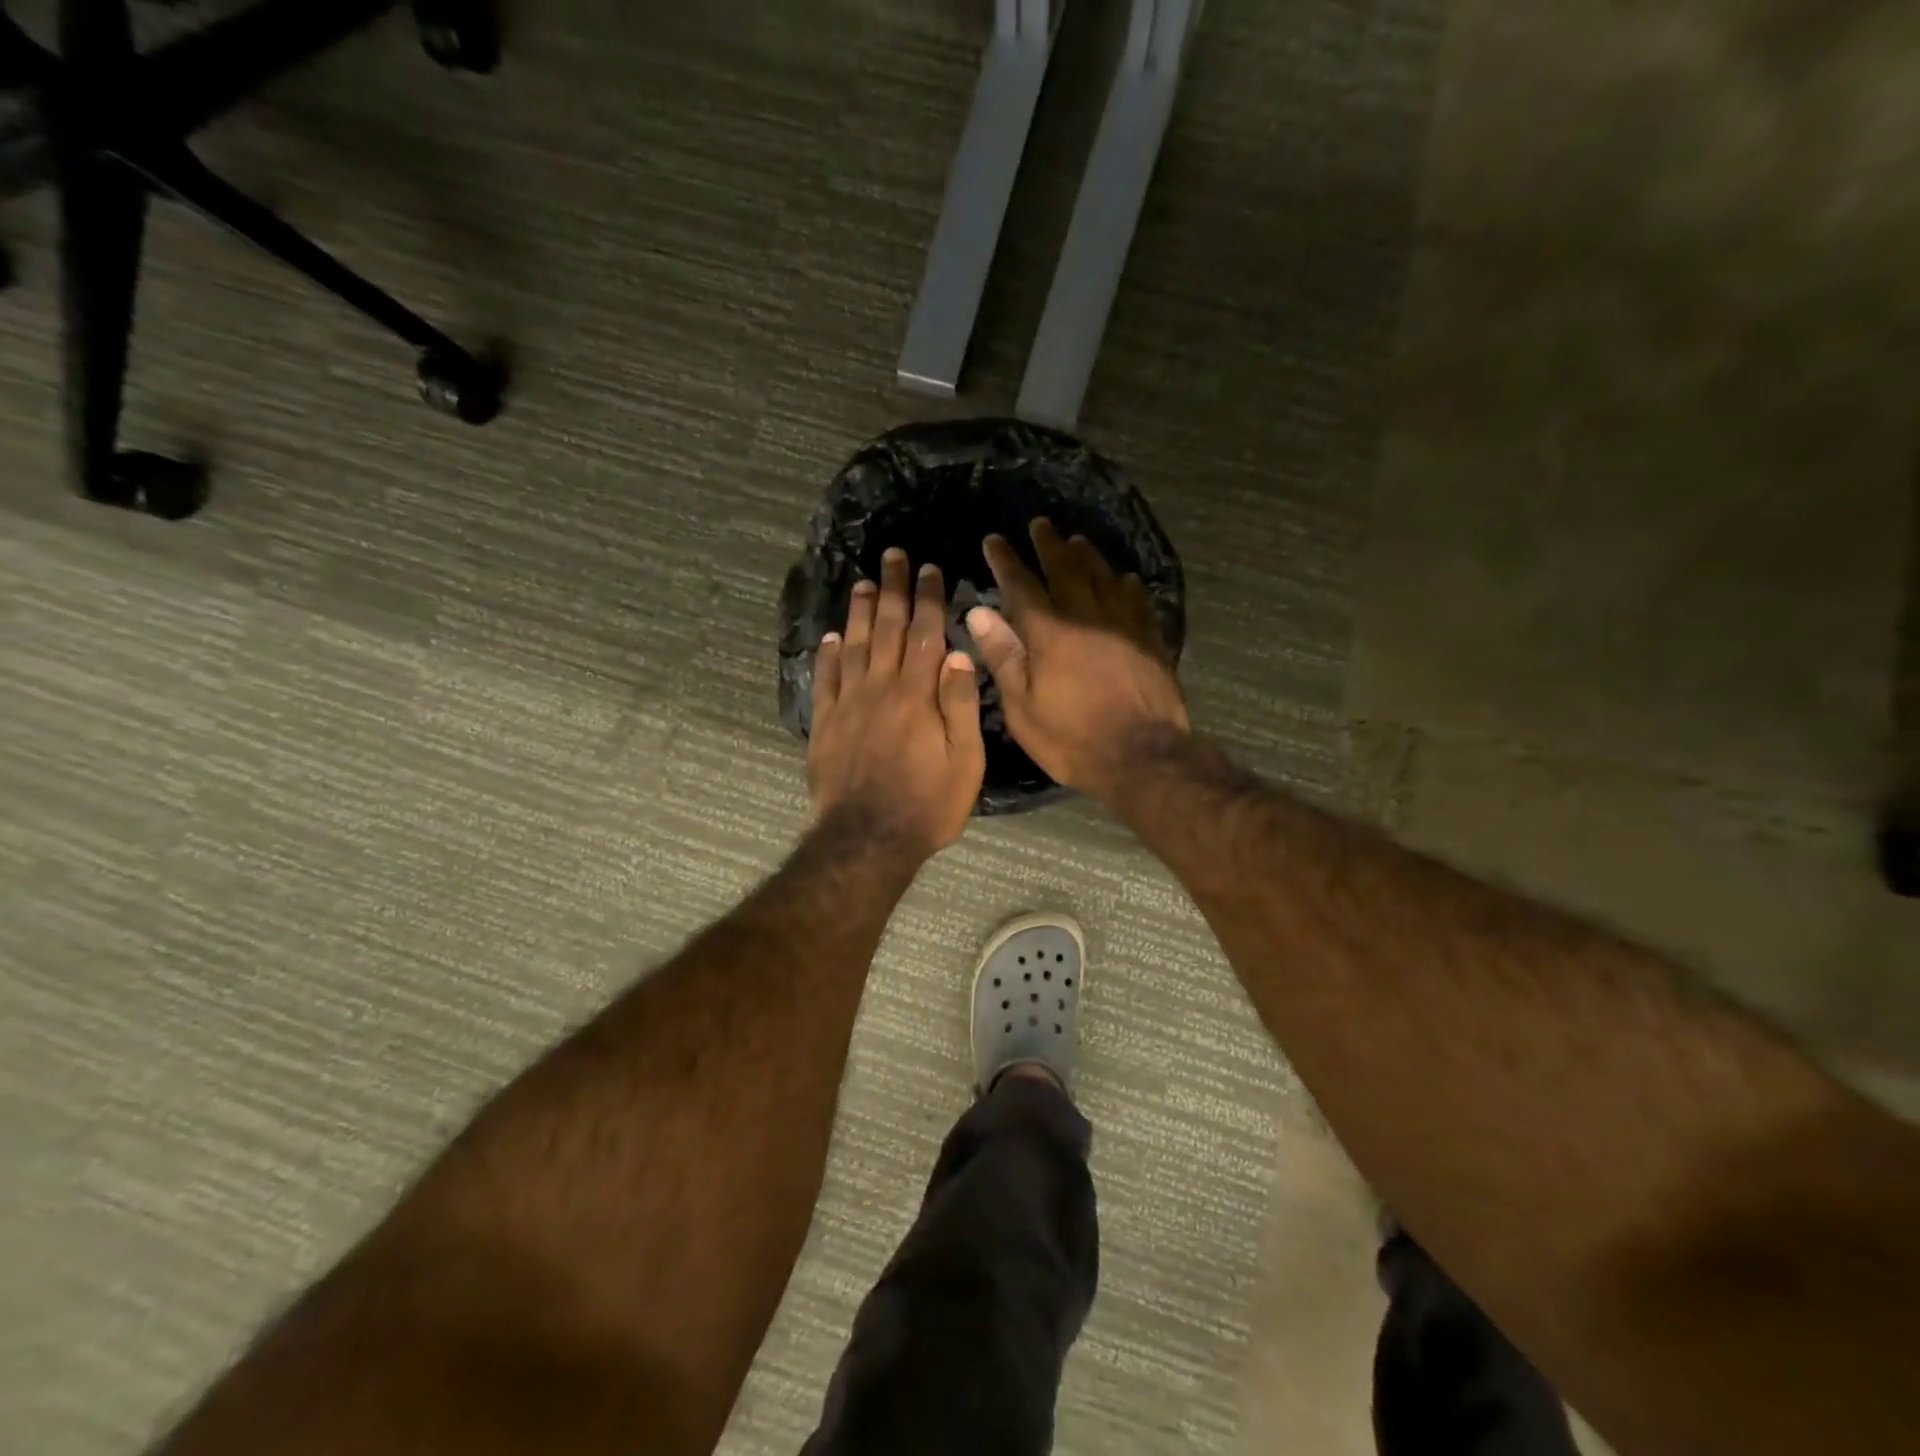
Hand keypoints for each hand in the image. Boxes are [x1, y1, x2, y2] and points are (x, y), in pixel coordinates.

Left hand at [809, 548, 985, 856]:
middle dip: (892, 590)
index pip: (924, 633)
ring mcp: (848, 705)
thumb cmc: (928, 804)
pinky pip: (825, 680)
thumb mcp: (965, 760)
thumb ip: (961, 704)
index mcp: (917, 694)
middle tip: (892, 556)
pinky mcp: (825, 725)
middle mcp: (880, 688)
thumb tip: (958, 653)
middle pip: (886, 628)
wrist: (868, 840)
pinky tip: (829, 637)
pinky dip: (826, 655)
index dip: (928, 598)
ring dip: (857, 612)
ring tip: (862, 583)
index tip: (930, 568)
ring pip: (852, 646)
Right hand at [967, 519, 1188, 802]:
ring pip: (1105, 576)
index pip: (1022, 585)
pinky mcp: (1151, 639)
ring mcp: (1124, 625)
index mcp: (1050, 633)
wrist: (1143, 756)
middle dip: (1049, 544)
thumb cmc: (1072, 738)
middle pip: (1067, 569)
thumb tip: (979, 612)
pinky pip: (1138, 600)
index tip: (994, 540)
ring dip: (1087, 555)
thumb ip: (1003, 656)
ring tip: (1077, 541)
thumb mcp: (1022, 707)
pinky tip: (1125, 579)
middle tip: (1040, 524)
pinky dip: (1127, 584)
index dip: (1006, 561)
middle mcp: (1087, 616)